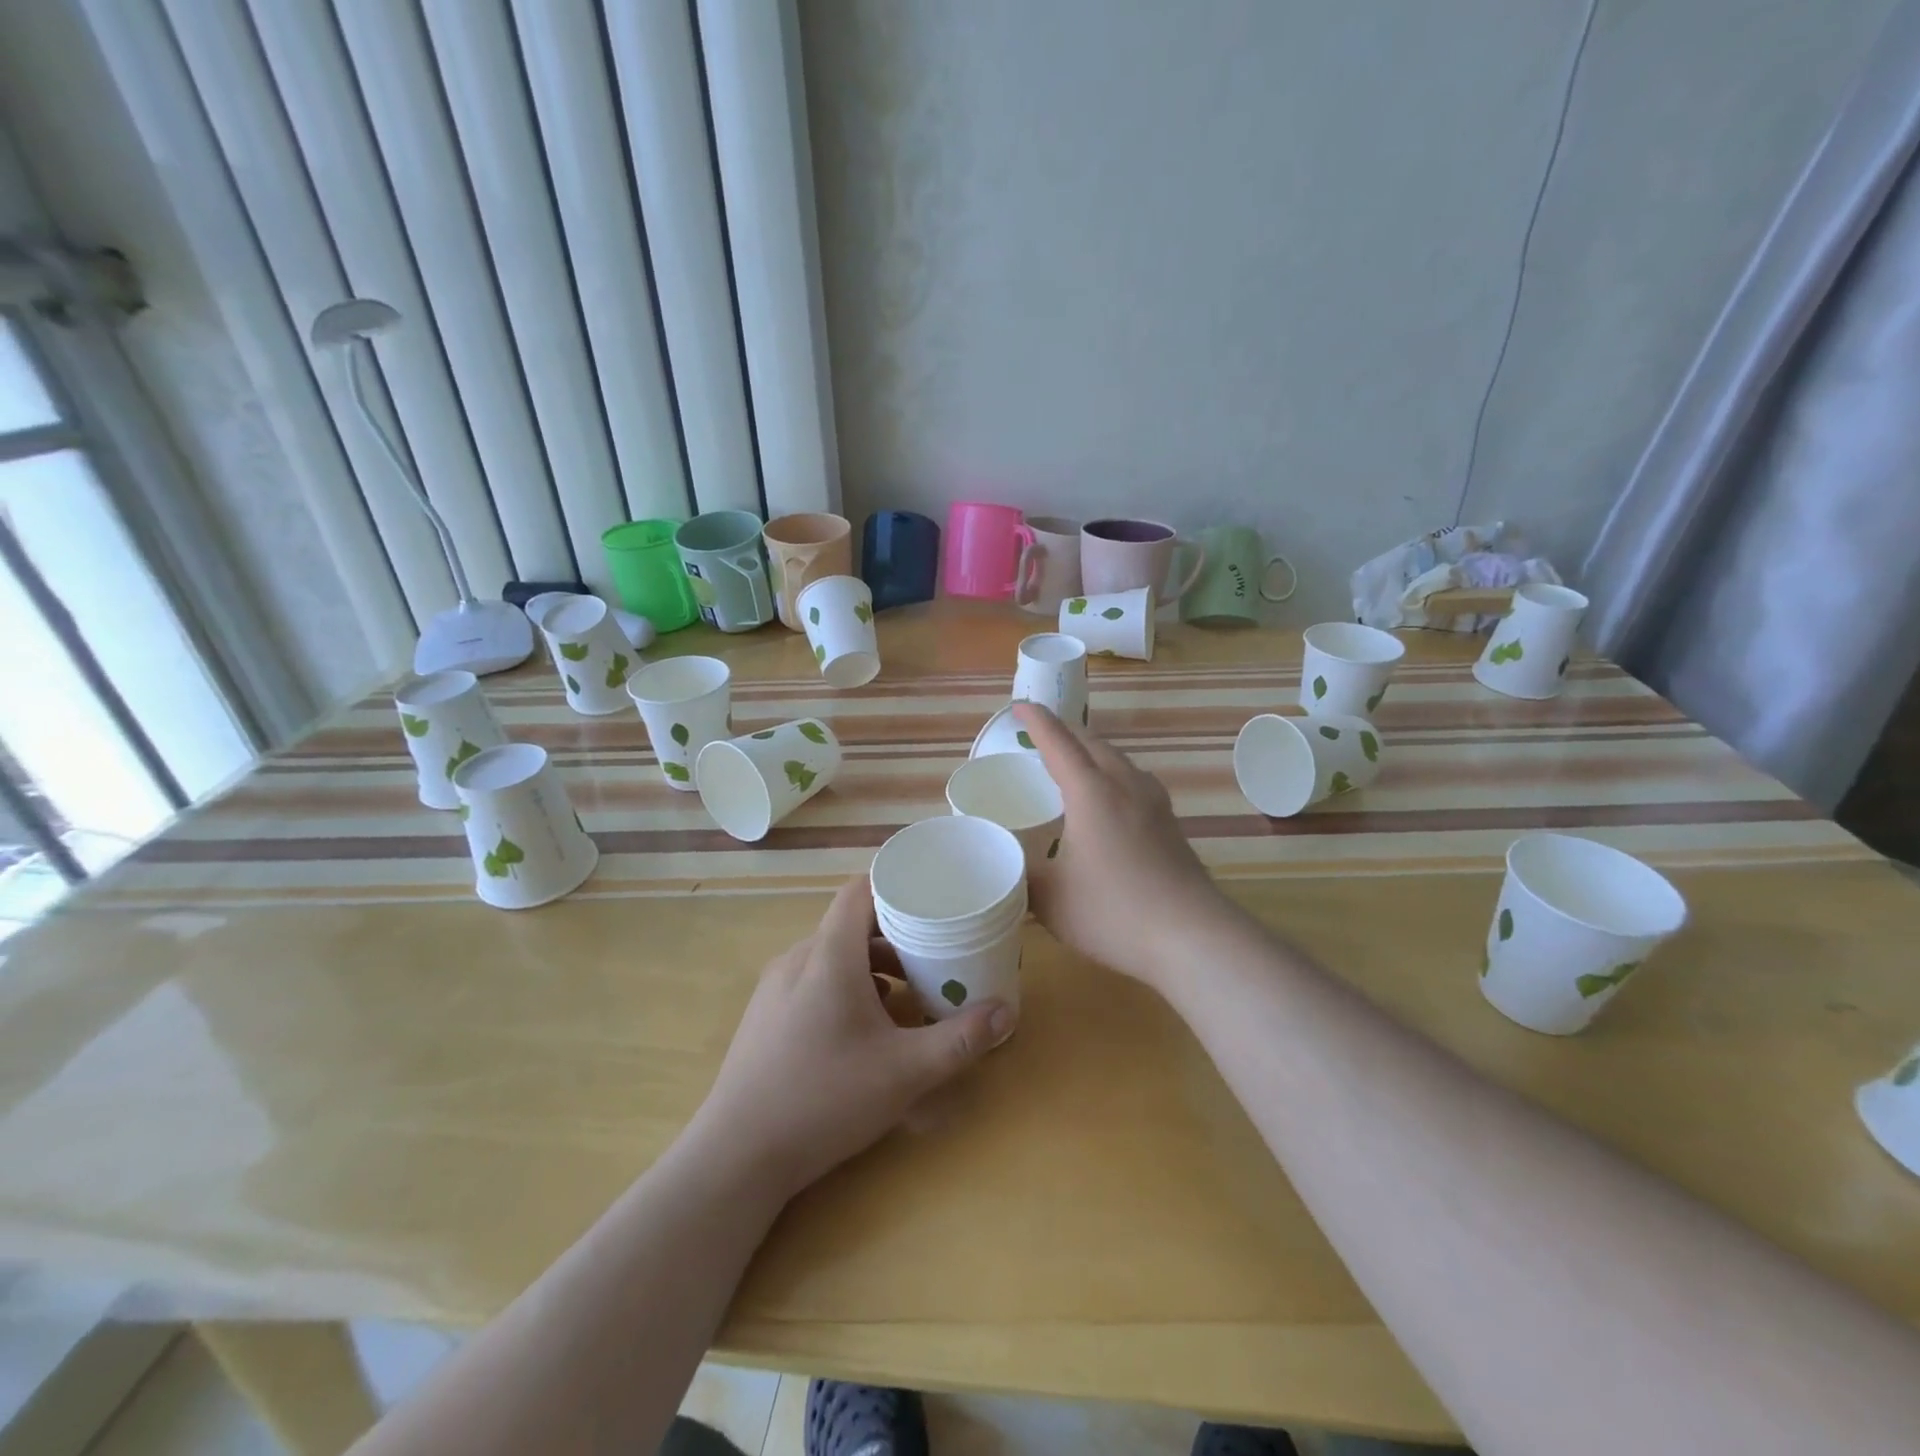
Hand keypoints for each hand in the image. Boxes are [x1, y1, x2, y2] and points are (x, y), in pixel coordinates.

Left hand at [689, 876, 1013, 1203]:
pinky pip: (813, 981)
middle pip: (850, 925)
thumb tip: (1007, 1012)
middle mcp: (798, 959)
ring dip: (871, 965)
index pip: (859, 891)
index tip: (932, 895)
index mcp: (828, 955)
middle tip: (934, 951)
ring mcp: (775, 988)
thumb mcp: (905, 1071)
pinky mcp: (765, 1016)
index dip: (895, 885)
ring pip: (831, 955)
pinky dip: (846, 987)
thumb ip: (959, 1040)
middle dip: (895, 934)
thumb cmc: (825, 1098)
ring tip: (907, 993)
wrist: (737, 1157)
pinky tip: (865, 1028)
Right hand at [1013, 702, 1239, 993]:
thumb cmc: (1113, 912)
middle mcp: (1125, 786)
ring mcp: (1155, 803)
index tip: (1020, 707)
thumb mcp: (1051, 899)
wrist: (1191, 936)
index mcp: (1091, 793)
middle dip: (1065, 732)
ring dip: (1093, 752)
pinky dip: (1113, 774)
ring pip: (1119, 760)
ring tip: (1075, 763)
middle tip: (1041, 736)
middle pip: (1093, 743)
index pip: (1059, 743)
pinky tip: (1112, 799)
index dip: (1038, 721)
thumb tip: (1007, 864)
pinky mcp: (1171, 824)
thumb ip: (1023, 875)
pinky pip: (1136, 781)